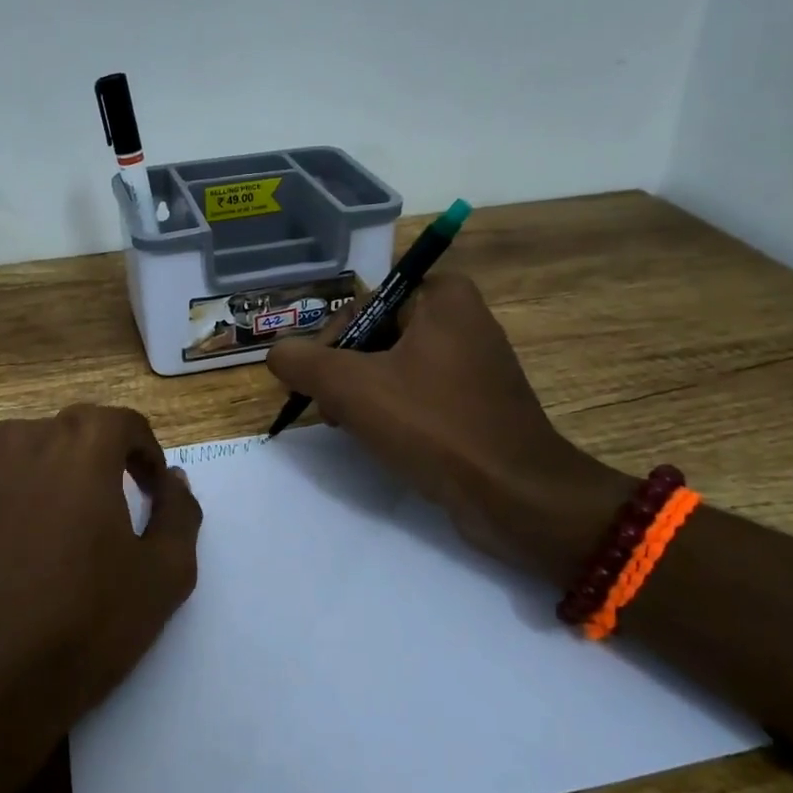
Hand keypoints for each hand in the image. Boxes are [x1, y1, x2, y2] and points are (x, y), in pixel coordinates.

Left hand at [0, 404, 201, 792]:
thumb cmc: (81, 627)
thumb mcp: (164, 576)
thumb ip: (179, 513)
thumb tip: (173, 481)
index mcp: (78, 447)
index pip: (123, 422)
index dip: (145, 451)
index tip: (150, 489)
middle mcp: (18, 443)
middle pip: (69, 434)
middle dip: (96, 461)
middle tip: (109, 510)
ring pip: (20, 459)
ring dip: (46, 482)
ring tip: (56, 536)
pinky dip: (3, 510)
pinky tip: (7, 562)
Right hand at [266, 273, 627, 577]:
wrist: (515, 495)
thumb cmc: (433, 425)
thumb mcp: (351, 387)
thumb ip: (302, 362)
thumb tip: (276, 353)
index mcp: (442, 297)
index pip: (361, 305)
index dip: (331, 343)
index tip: (319, 383)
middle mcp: (462, 320)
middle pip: (375, 336)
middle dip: (345, 374)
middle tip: (332, 411)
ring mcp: (474, 364)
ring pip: (393, 368)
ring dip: (363, 396)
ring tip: (353, 429)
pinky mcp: (478, 402)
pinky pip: (419, 394)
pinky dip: (394, 412)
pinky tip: (383, 441)